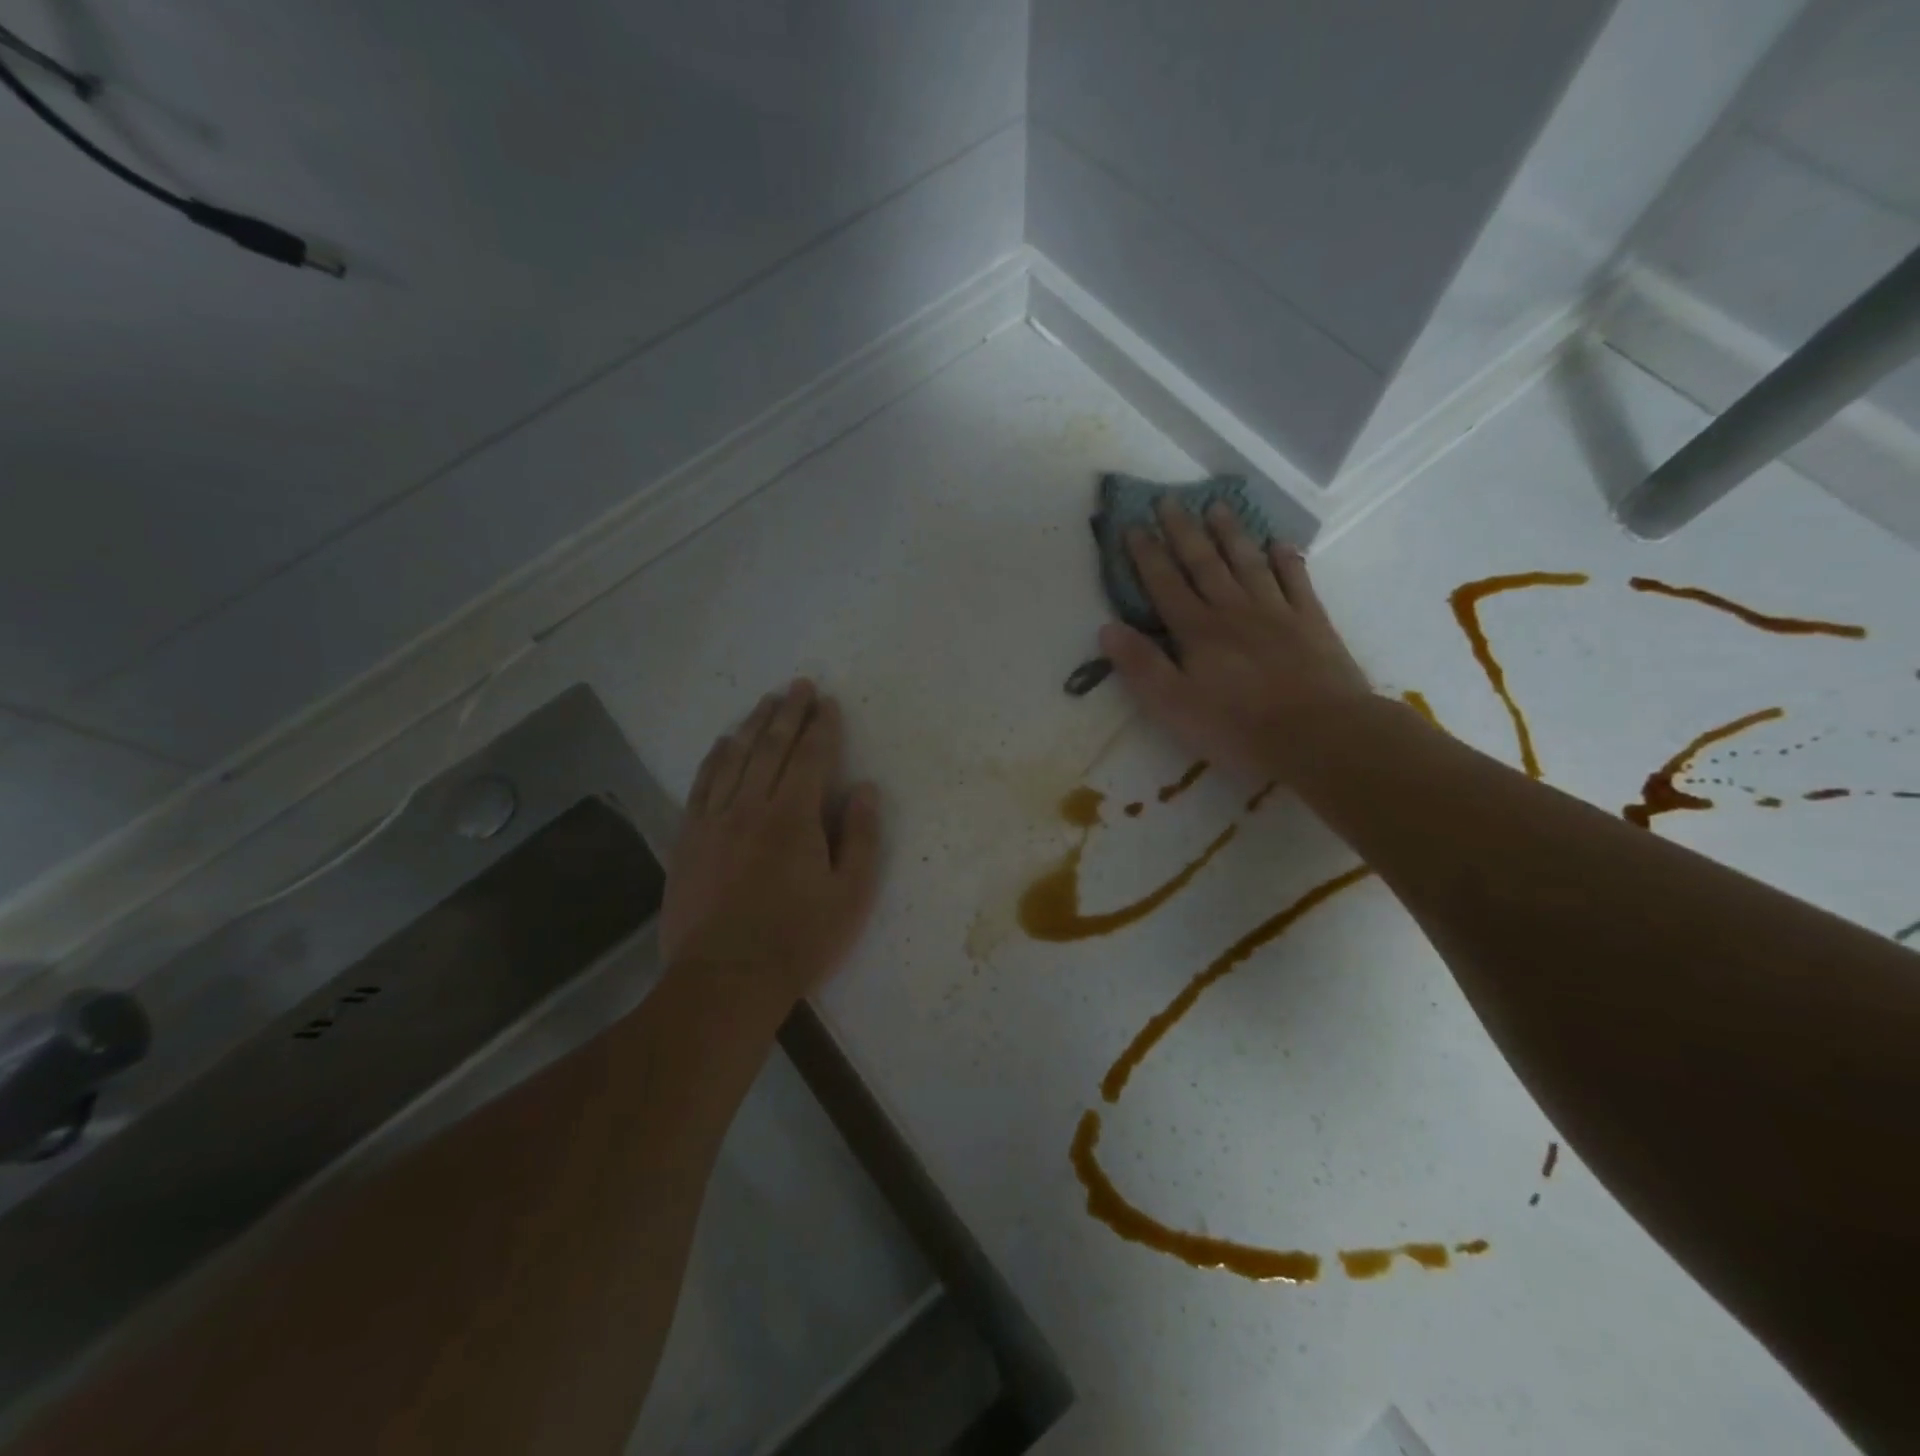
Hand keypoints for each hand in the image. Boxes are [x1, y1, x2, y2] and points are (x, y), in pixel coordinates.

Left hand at [663, 680, 881, 1003]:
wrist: (724, 980)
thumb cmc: (798, 941)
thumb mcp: (850, 896)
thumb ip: (861, 838)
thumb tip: (864, 790)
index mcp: (793, 818)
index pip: (810, 757)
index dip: (822, 727)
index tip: (828, 703)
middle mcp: (750, 807)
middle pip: (770, 746)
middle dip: (787, 712)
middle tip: (798, 685)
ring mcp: (713, 820)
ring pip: (734, 757)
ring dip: (752, 725)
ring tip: (765, 701)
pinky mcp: (688, 838)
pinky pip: (702, 784)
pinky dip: (714, 757)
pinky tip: (723, 742)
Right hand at [1098, 500, 1372, 783]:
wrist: (1320, 734)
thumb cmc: (1239, 727)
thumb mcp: (1174, 705)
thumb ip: (1141, 665)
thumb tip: (1107, 628)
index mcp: (1197, 630)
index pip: (1165, 584)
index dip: (1146, 555)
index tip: (1133, 526)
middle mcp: (1233, 610)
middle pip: (1204, 562)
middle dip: (1183, 531)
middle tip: (1169, 499)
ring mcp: (1276, 611)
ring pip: (1248, 562)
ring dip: (1230, 533)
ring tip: (1217, 506)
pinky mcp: (1311, 622)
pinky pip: (1296, 580)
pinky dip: (1286, 559)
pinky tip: (1279, 543)